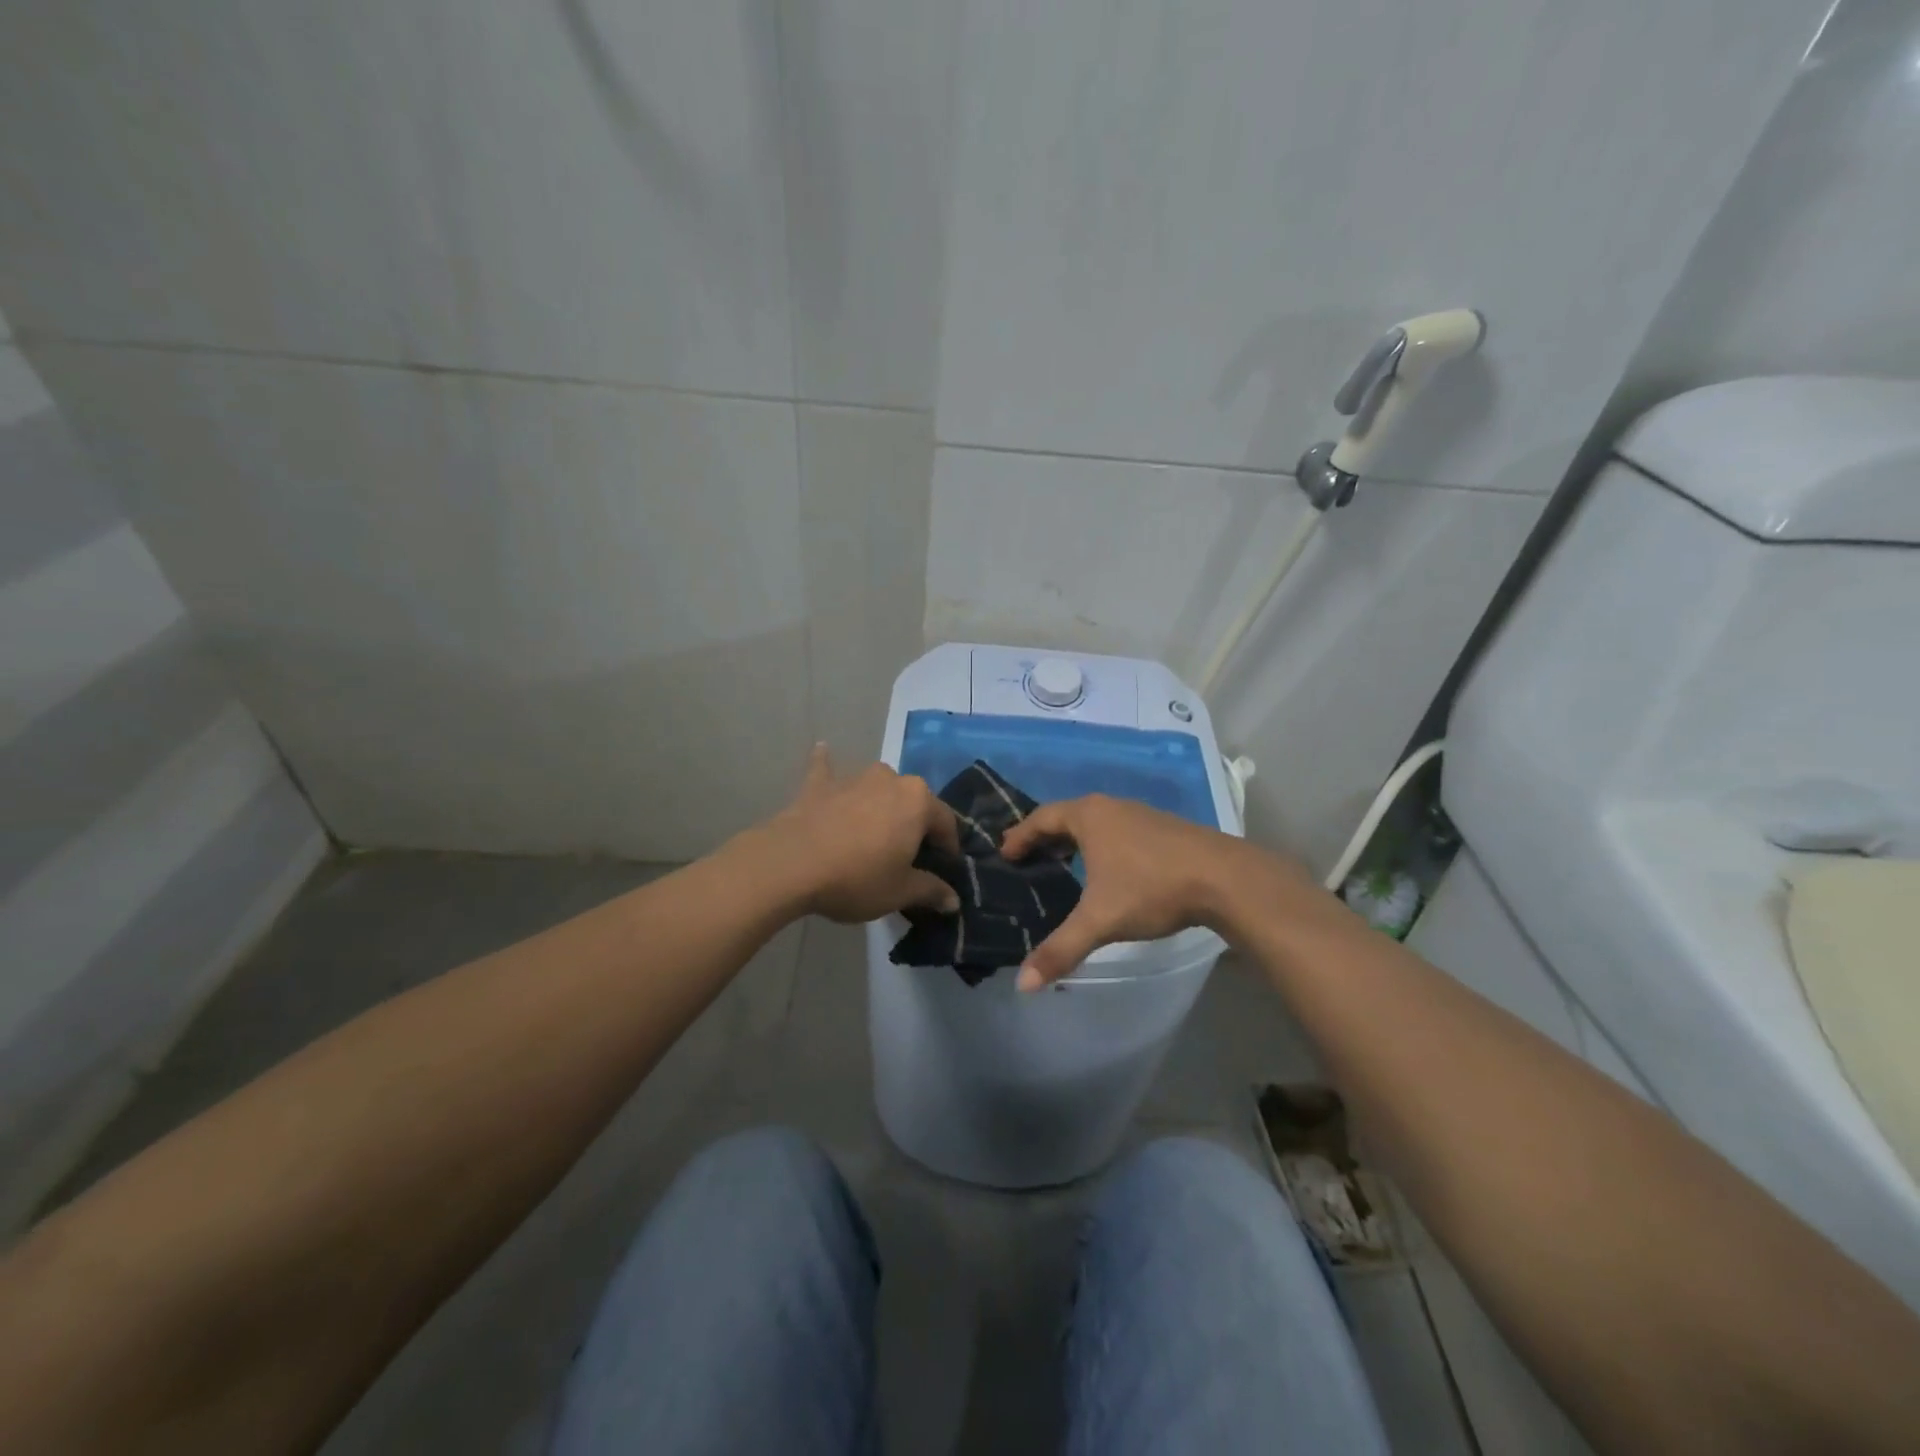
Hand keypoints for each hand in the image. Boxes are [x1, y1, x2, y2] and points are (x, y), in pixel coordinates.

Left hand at [761, 745, 961, 923]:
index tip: (944, 867)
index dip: (948, 847)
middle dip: (914, 824)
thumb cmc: (857, 877)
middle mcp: (891, 779)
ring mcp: (853, 778)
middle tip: (907, 855)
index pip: (946, 822)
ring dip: (880, 802)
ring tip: (874, 828)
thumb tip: (954, 900)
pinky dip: (827, 763)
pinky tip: (823, 749)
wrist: (791, 864)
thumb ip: (931, 891)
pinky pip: (827, 769)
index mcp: (918, 801)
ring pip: (877, 787)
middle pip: (912, 802)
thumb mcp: (900, 892)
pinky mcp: (819, 784)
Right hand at [1000, 794, 1310, 987]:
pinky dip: (1102, 845)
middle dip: (1046, 836)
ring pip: (1097, 822)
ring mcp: (1141, 814)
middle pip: (1067, 816)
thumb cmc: (1152, 889)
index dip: (1020, 835)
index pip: (1042, 818)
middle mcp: (1112, 807)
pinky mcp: (1164, 828)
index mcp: (1089, 816)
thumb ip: (1061, 949)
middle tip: (1029, 858)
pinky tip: (1109, 870)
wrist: (1226, 878)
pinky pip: (1118, 830)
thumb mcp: (1101, 920)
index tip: (1006, 853)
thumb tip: (1023, 984)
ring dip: (1076, 840)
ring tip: (1064, 863)